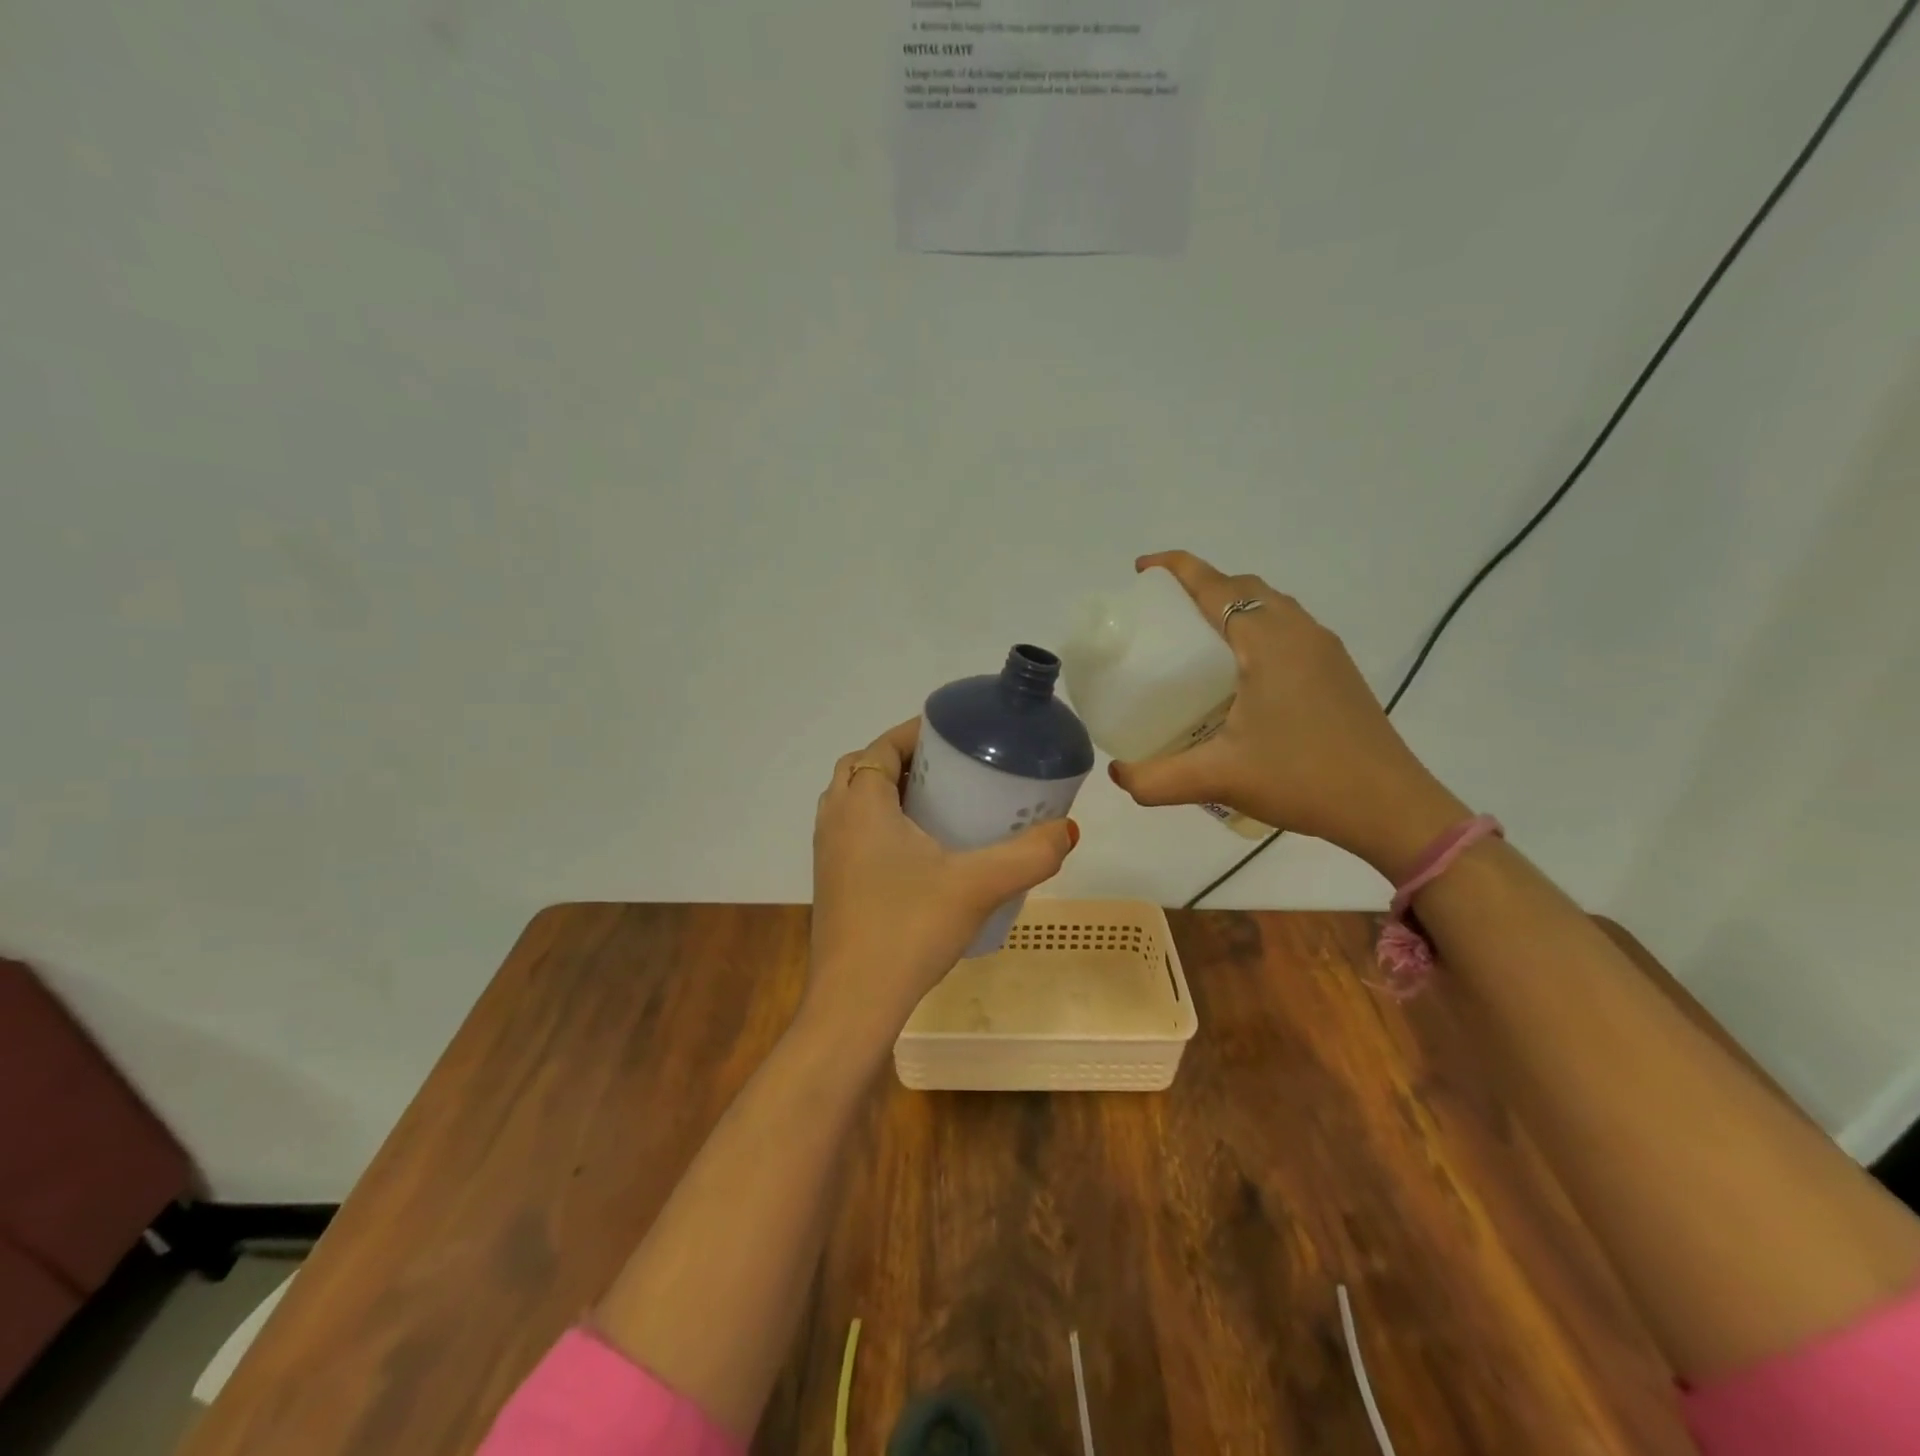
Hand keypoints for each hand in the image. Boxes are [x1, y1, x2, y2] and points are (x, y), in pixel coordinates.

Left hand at [807, 719, 1078, 1041]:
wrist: (854, 1004)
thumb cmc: (908, 929)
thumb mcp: (978, 886)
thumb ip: (1029, 855)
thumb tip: (1069, 831)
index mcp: (861, 805)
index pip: (881, 747)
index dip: (914, 733)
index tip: (953, 736)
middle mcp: (835, 820)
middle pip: (863, 770)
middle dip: (903, 761)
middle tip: (949, 771)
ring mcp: (827, 855)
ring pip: (854, 803)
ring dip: (888, 793)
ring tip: (937, 806)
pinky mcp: (830, 885)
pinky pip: (852, 834)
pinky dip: (879, 825)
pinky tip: (919, 854)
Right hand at [1108, 551, 1467, 878]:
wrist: (1389, 806)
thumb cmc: (1302, 779)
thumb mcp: (1218, 779)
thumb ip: (1156, 779)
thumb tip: (1117, 774)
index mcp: (1268, 641)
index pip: (1215, 586)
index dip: (1176, 569)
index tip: (1141, 570)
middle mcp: (1299, 632)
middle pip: (1243, 587)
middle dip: (1200, 585)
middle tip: (1161, 611)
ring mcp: (1324, 650)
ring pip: (1270, 606)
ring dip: (1231, 605)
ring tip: (1195, 636)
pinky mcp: (1336, 671)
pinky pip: (1287, 628)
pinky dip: (1255, 628)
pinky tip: (1239, 671)